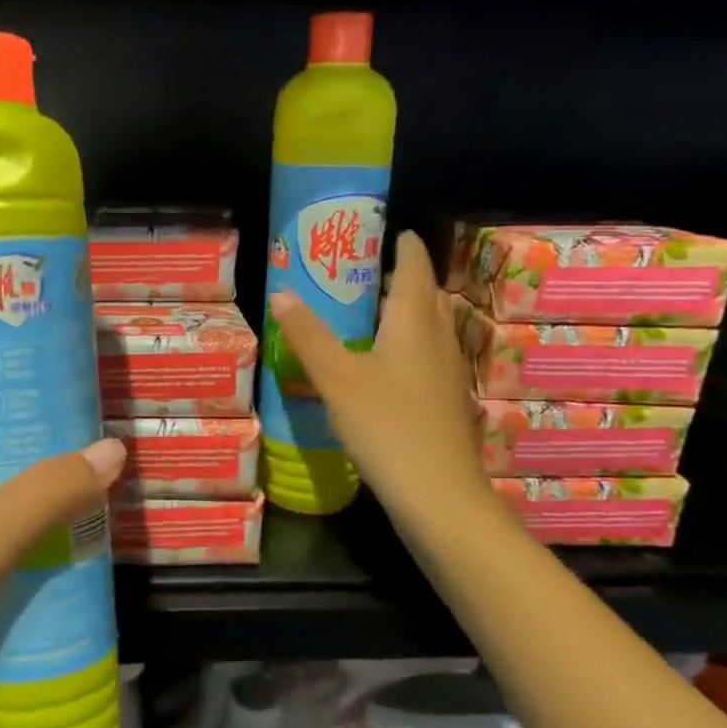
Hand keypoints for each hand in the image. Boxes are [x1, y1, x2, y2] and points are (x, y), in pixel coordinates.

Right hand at [269, 230, 491, 535]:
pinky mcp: (442, 404)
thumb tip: (281, 293)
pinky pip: (423, 359)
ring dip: (402, 314)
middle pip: (424, 297)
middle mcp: (437, 340)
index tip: (387, 231)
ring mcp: (445, 374)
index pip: (415, 267)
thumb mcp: (338, 378)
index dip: (403, 246)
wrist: (438, 496)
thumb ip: (309, 335)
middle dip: (400, 278)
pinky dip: (402, 348)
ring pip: (426, 329)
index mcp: (414, 323)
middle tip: (362, 272)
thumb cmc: (388, 427)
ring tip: (365, 313)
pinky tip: (378, 367)